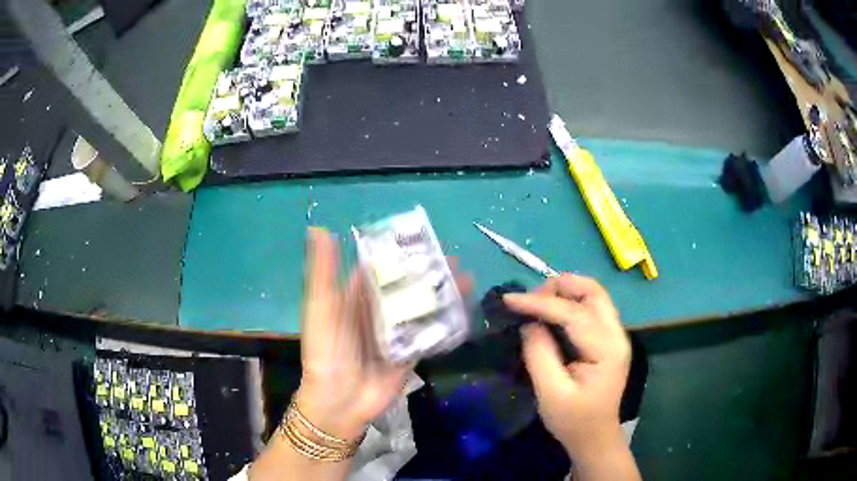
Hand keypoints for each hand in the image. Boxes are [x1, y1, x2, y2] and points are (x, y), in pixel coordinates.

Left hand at [296, 227, 471, 441]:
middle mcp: (378, 311)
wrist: (340, 400)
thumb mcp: (320, 307)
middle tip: (453, 259)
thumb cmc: (326, 350)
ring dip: (442, 294)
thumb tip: (318, 228)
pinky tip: (466, 309)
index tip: (422, 238)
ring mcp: (397, 333)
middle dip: (429, 272)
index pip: (380, 267)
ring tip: (466, 278)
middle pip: (407, 286)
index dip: (399, 252)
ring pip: (422, 307)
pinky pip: (432, 334)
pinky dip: (447, 322)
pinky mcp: (412, 353)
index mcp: (356, 296)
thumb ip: (323, 271)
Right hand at [503, 274, 630, 461]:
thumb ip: (539, 355)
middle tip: (529, 298)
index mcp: (607, 350)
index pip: (574, 314)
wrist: (594, 437)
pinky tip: (551, 311)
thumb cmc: (573, 420)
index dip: (540, 303)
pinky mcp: (608, 339)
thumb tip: (529, 324)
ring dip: (566, 291)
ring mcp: (615, 335)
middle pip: (593, 292)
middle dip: (560, 287)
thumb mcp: (550, 393)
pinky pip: (591, 308)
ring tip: (537, 301)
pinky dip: (570, 302)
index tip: (509, 299)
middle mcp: (617, 335)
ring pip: (594, 296)